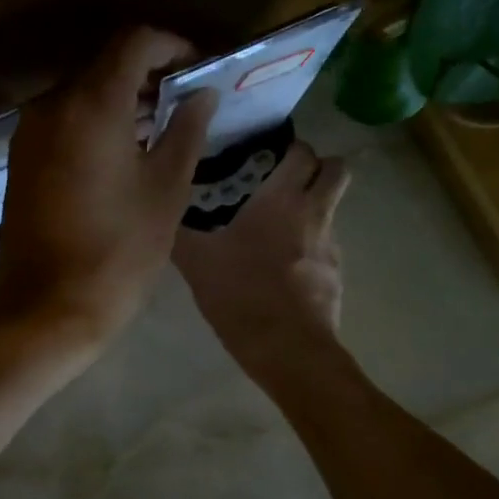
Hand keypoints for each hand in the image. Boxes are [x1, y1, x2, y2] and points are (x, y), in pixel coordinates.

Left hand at [0, 27, 217, 348]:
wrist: (47, 307)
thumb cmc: (118, 250)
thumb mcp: (165, 189)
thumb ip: (186, 130)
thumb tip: (201, 94)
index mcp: (92, 103)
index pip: (135, 42)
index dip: (173, 46)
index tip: (199, 70)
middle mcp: (52, 104)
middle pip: (106, 64)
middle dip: (150, 74)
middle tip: (187, 103)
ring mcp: (30, 131)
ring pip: (83, 92)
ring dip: (123, 99)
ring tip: (161, 130)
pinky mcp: (21, 157)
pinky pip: (64, 120)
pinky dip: (96, 121)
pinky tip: (123, 153)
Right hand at [174, 141, 350, 380]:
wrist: (287, 349)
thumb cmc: (241, 294)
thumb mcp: (197, 262)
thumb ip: (181, 234)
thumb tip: (162, 214)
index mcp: (282, 200)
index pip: (303, 152)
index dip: (290, 149)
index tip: (268, 156)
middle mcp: (315, 214)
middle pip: (337, 171)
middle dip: (318, 168)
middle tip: (284, 180)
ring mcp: (331, 246)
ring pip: (331, 210)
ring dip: (311, 210)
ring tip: (276, 229)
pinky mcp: (336, 276)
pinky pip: (326, 247)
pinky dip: (310, 248)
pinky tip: (282, 269)